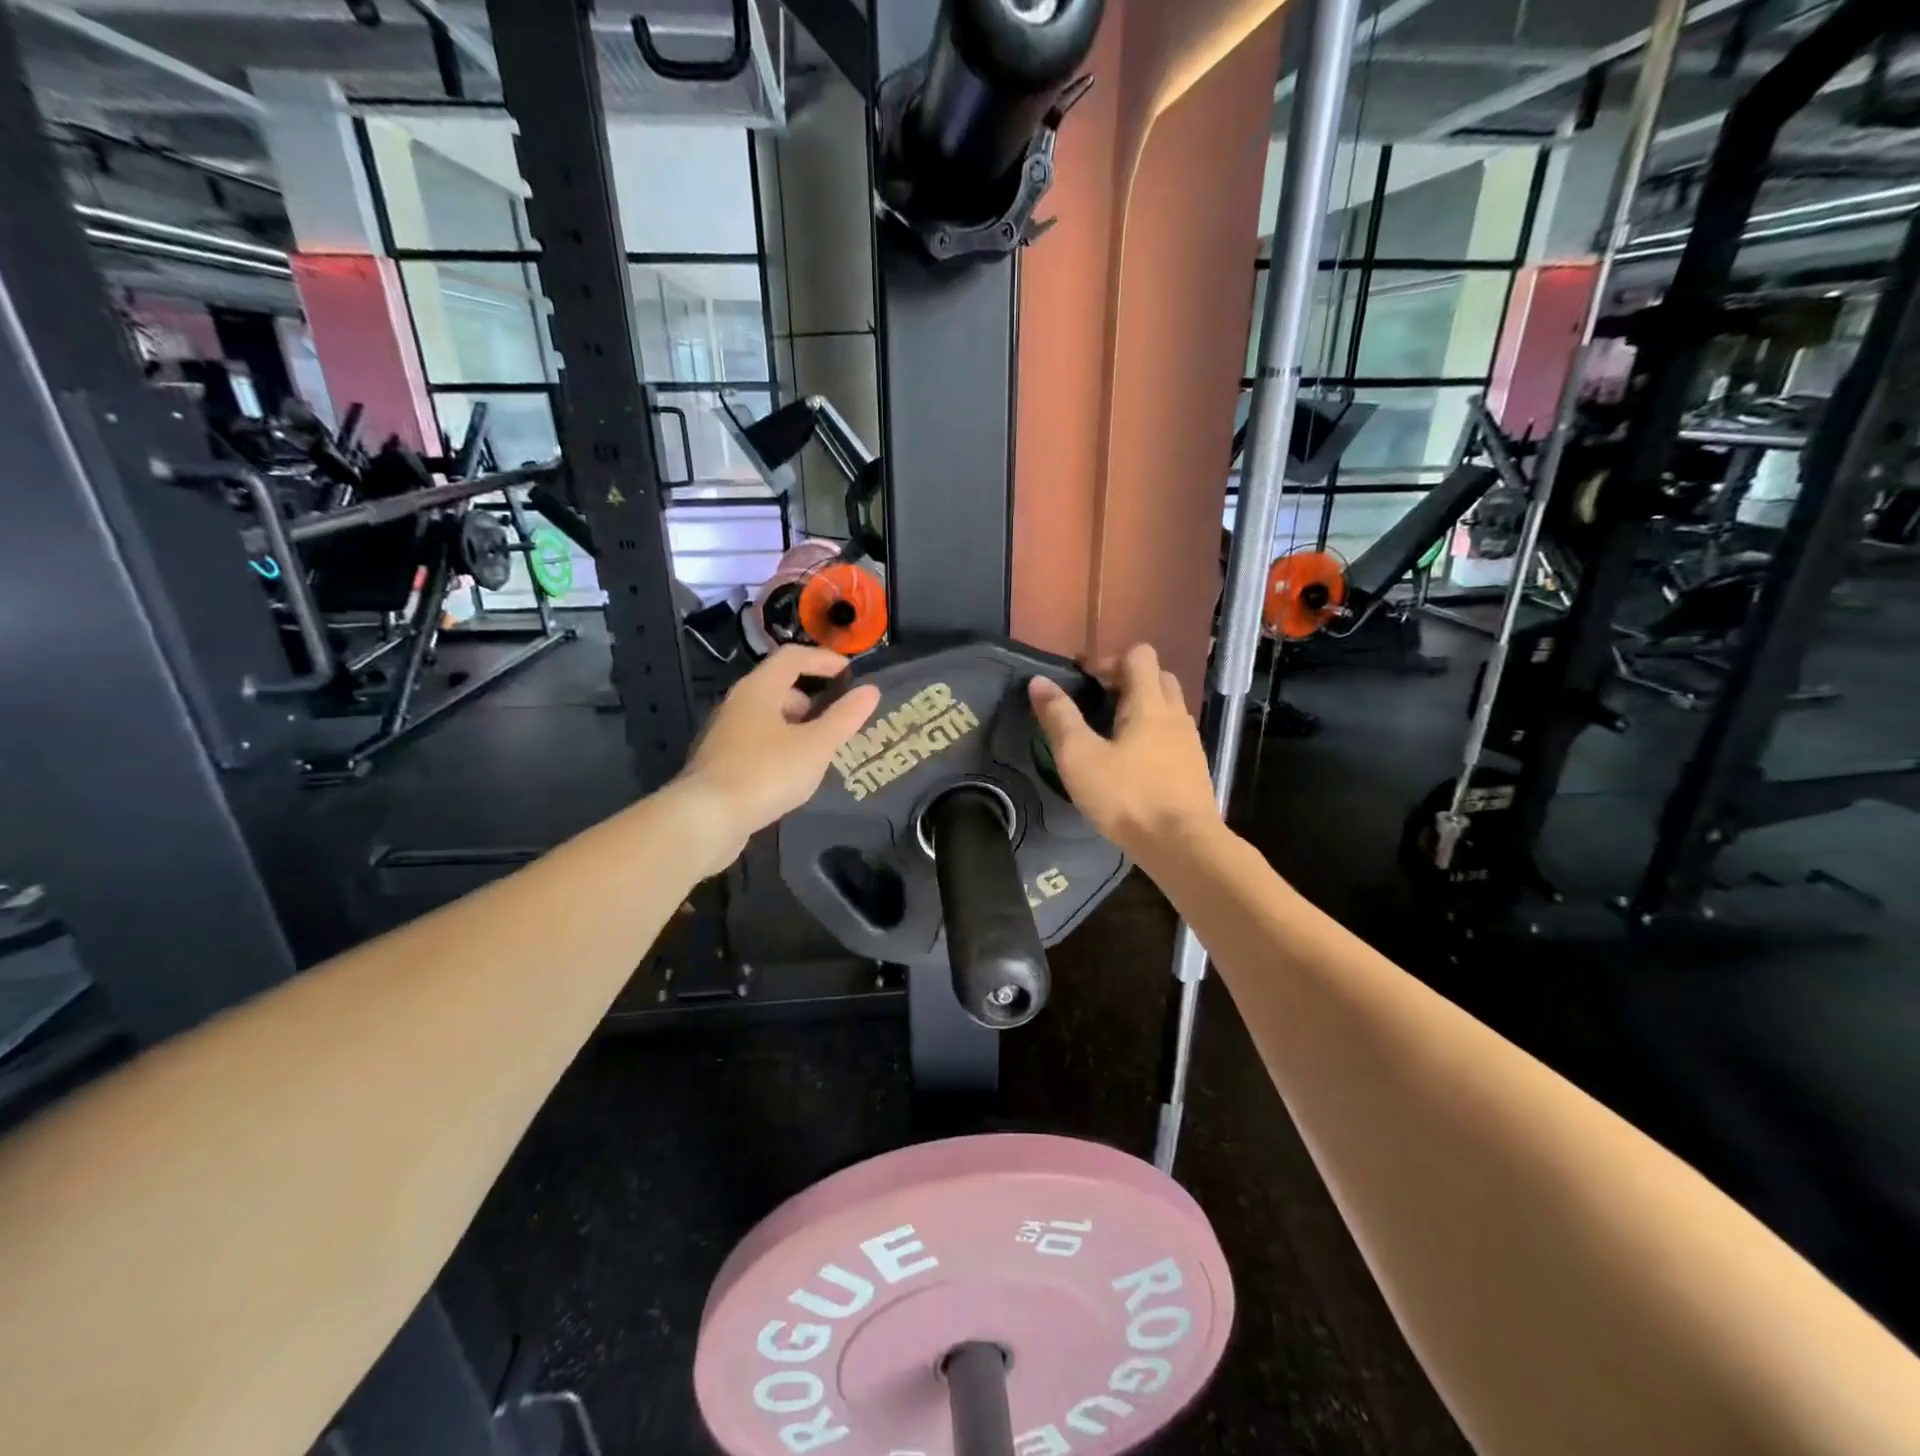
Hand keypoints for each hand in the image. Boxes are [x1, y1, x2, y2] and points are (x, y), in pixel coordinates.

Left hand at [672, 645, 881, 875]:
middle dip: (813, 698)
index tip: (851, 674)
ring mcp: (725, 734)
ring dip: (798, 726)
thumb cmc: (766, 773)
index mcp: (758, 689)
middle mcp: (738, 704)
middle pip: (779, 687)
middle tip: (840, 719)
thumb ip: (844, 717)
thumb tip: (871, 690)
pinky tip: (795, 774)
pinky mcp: (721, 763)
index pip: (793, 657)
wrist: (706, 819)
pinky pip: (758, 743)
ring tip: (823, 750)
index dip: (824, 659)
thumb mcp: (815, 746)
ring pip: (769, 718)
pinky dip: (782, 747)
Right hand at [1028, 644, 1221, 869]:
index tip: (1081, 677)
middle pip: (1157, 675)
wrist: (1182, 844)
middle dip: (1126, 679)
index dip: (1107, 659)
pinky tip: (1134, 760)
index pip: (1138, 655)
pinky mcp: (1194, 767)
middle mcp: (1175, 713)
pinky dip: (1153, 733)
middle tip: (1097, 700)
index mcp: (1148, 703)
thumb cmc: (1127, 797)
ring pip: (1168, 706)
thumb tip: (1039, 681)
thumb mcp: (1080, 757)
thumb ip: (1059, 717)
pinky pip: (1173, 734)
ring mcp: (1189, 741)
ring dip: (1142, 706)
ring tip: (1112, 730)